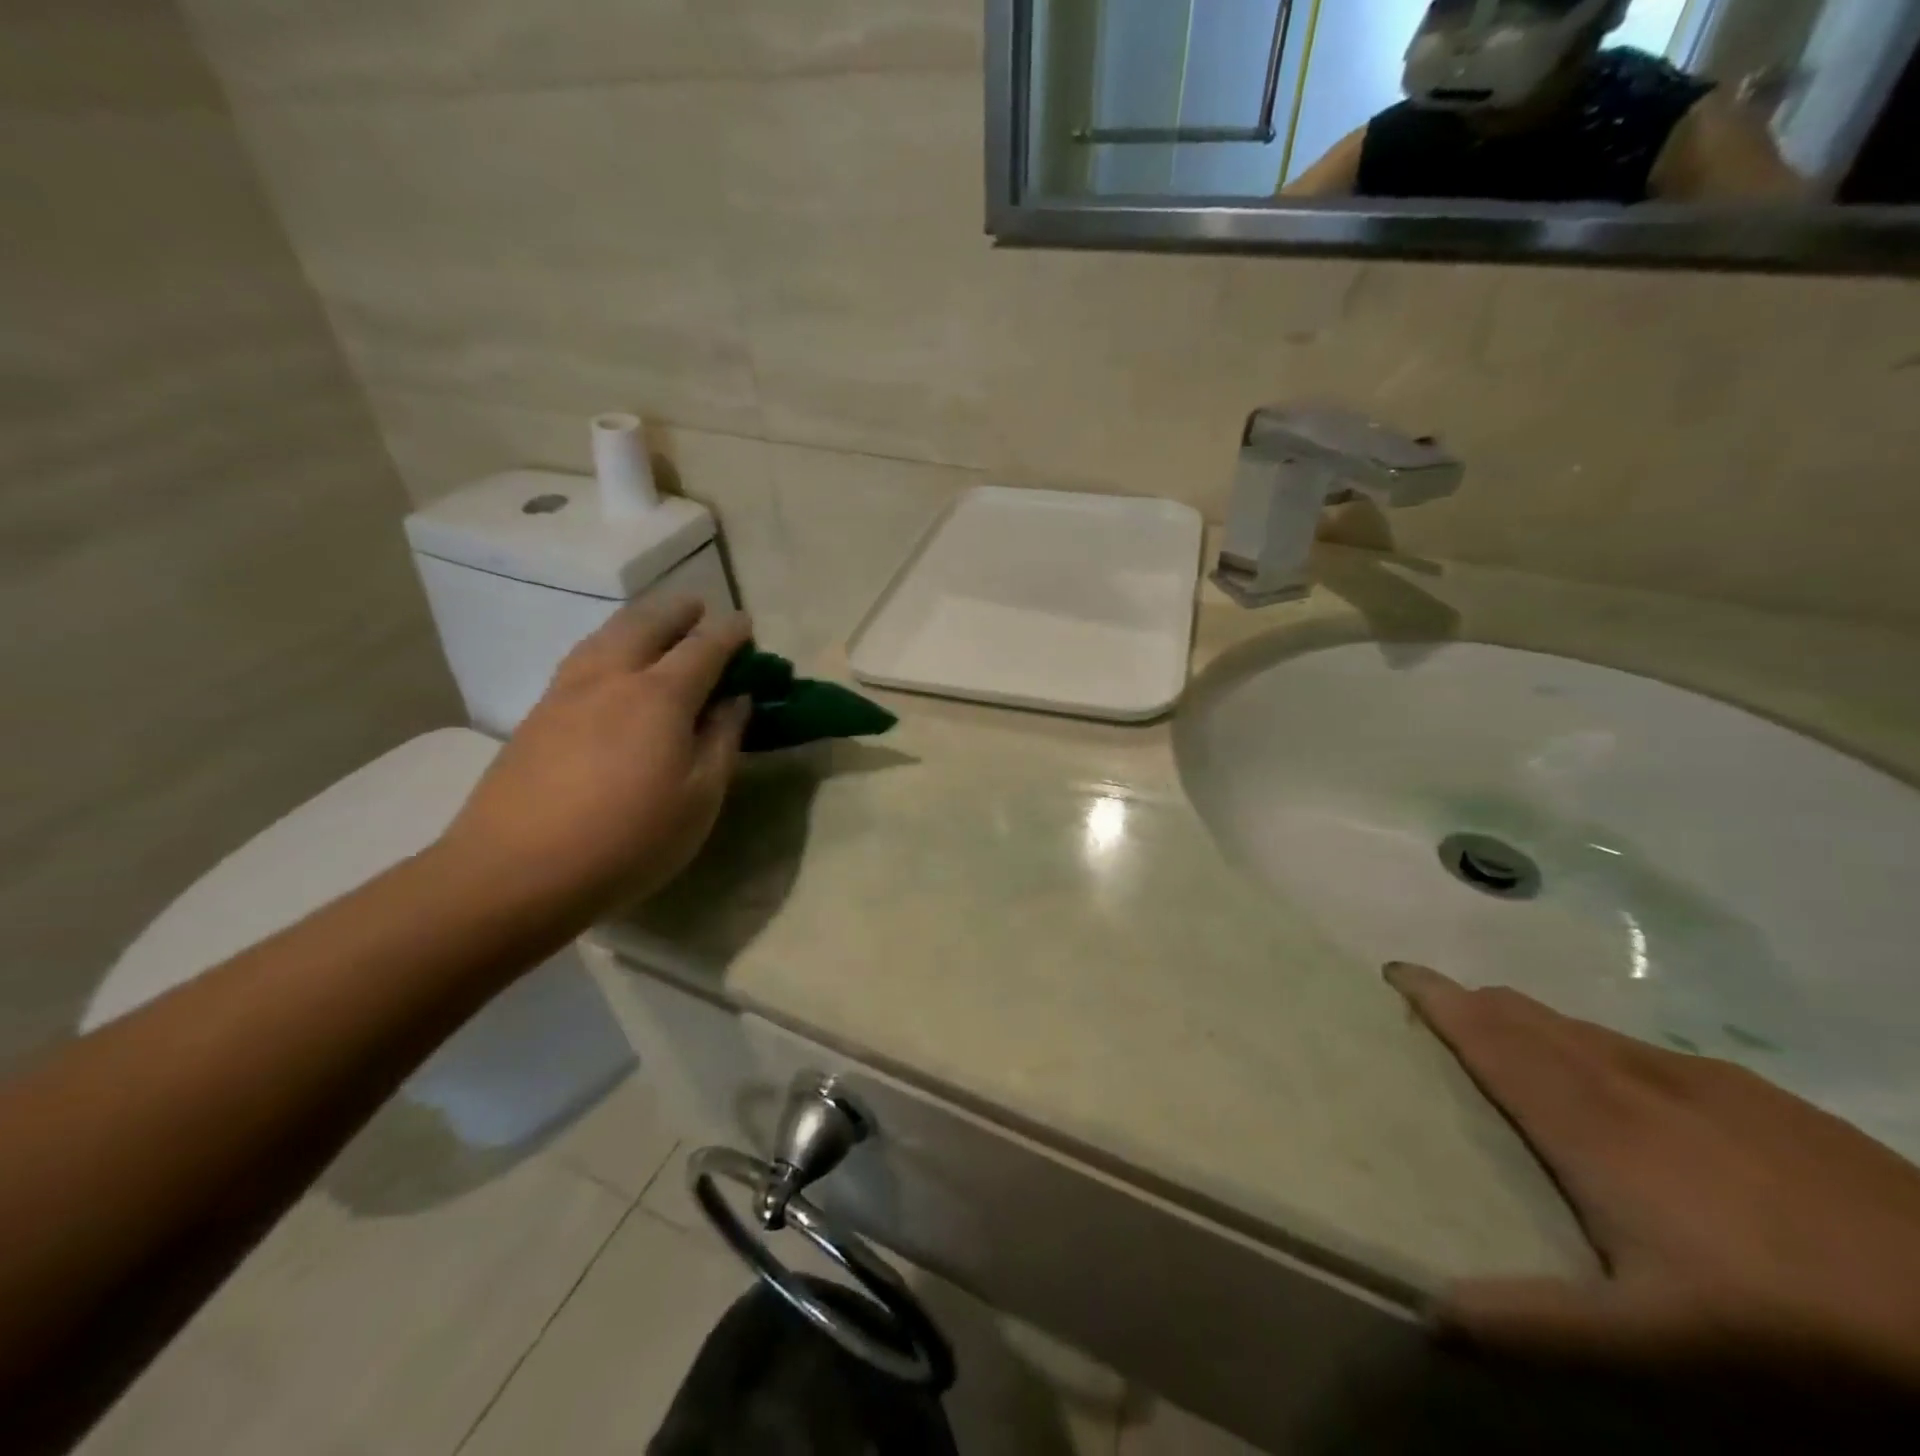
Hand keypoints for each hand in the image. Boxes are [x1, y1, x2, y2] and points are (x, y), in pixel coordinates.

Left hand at [439, 598, 752, 918]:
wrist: (515, 871)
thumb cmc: (628, 839)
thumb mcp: (699, 798)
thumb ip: (722, 740)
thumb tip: (736, 699)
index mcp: (660, 696)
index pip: (703, 648)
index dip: (729, 632)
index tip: (746, 623)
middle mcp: (612, 677)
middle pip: (647, 623)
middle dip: (678, 610)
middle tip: (700, 608)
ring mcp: (567, 692)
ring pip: (607, 634)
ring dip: (639, 620)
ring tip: (657, 625)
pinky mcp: (537, 714)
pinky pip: (583, 657)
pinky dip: (609, 643)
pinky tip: (611, 663)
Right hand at [1387, 962, 1919, 1392]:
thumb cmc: (1791, 1325)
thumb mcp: (1656, 1346)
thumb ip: (1533, 1323)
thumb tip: (1426, 1314)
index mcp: (1587, 1119)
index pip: (1487, 1033)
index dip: (1435, 996)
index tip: (1391, 971)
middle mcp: (1627, 1077)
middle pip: (1526, 1015)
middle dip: (1471, 1003)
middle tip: (1435, 1017)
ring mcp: (1699, 1080)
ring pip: (1582, 1028)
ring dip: (1531, 1025)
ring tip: (1513, 1048)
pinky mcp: (1759, 1095)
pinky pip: (1641, 1049)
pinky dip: (1597, 1049)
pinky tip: (1628, 1094)